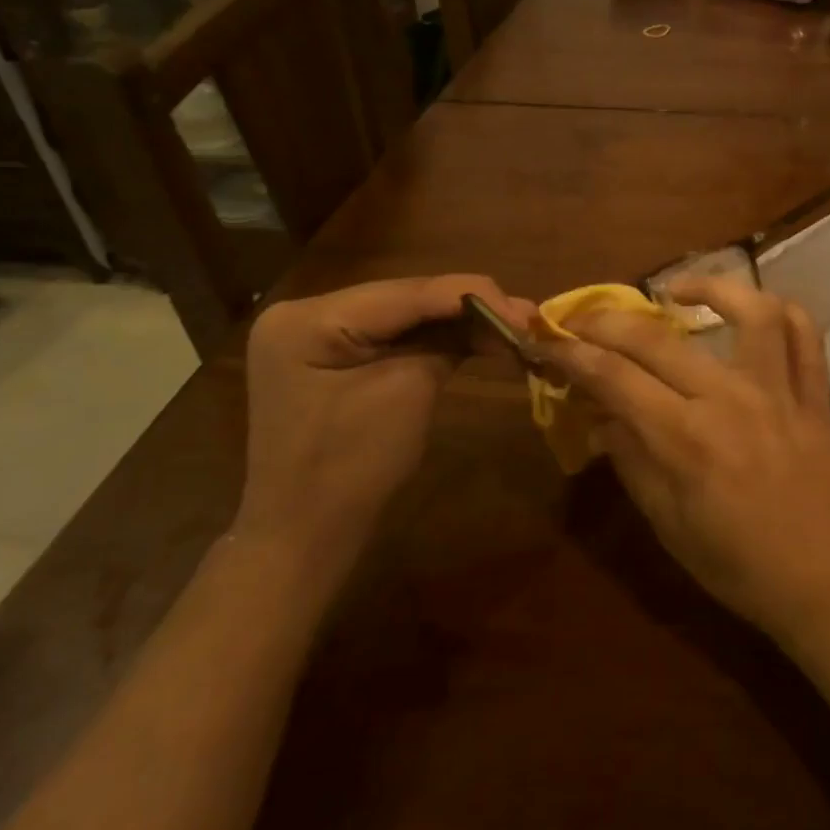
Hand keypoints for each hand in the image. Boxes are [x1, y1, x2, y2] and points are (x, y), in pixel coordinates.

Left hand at [238, 276, 532, 580]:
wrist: (302, 538)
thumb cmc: (350, 468)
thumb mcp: (407, 392)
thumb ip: (448, 342)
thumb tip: (502, 315)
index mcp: (309, 318)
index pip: (407, 291)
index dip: (473, 295)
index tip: (527, 311)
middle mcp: (305, 312)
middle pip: (404, 297)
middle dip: (468, 306)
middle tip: (526, 317)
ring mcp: (314, 334)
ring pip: (402, 315)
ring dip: (456, 321)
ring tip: (513, 325)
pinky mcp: (329, 356)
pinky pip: (390, 336)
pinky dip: (433, 339)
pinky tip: (475, 338)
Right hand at [536, 278, 829, 648]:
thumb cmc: (742, 568)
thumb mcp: (670, 527)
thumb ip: (632, 462)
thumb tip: (601, 416)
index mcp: (686, 440)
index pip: (614, 377)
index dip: (573, 354)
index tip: (549, 341)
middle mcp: (730, 399)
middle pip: (657, 338)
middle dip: (606, 320)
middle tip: (583, 318)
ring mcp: (779, 391)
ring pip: (749, 311)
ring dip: (708, 286)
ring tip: (674, 292)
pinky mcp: (815, 394)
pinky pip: (805, 334)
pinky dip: (780, 309)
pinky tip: (751, 310)